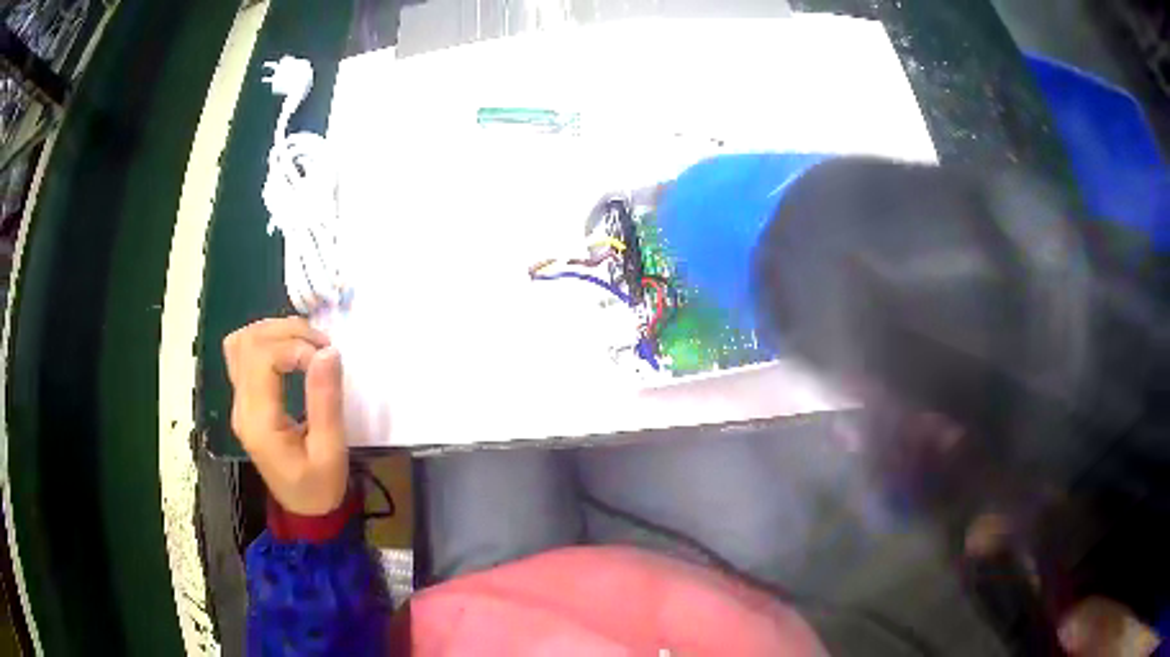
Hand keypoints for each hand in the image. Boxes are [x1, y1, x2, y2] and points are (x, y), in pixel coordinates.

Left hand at [223, 317, 347, 515]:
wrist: (304, 511)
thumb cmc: (320, 486)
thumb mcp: (331, 451)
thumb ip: (325, 401)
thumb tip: (329, 352)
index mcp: (259, 422)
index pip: (263, 358)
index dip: (296, 347)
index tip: (327, 359)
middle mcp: (241, 406)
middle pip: (249, 342)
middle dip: (288, 332)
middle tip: (323, 346)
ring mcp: (239, 401)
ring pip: (242, 341)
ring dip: (276, 331)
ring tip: (308, 344)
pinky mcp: (245, 399)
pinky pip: (243, 353)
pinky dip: (266, 339)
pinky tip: (289, 349)